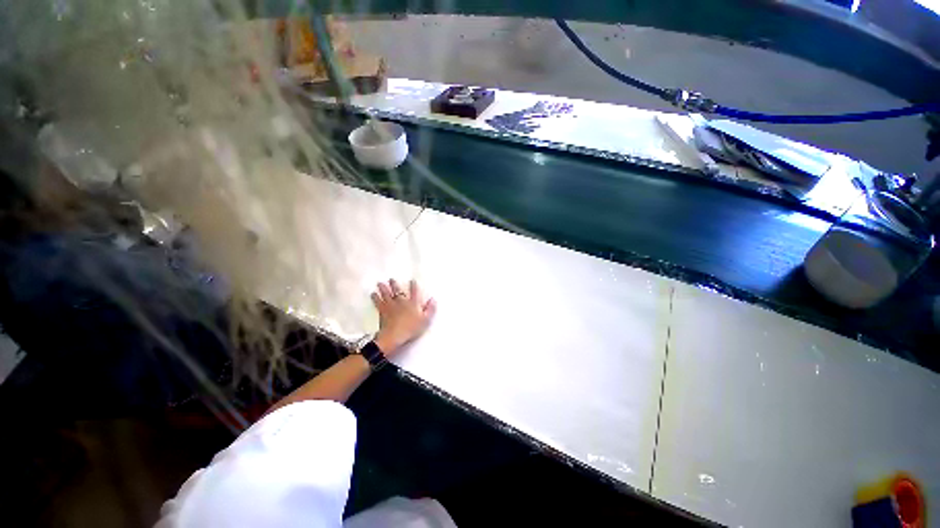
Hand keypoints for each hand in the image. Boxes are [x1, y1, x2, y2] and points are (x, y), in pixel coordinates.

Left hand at [371, 279, 436, 356]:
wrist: (395, 335)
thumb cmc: (412, 328)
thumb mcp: (426, 320)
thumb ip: (430, 309)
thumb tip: (433, 299)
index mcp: (413, 303)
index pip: (414, 292)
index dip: (413, 286)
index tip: (412, 280)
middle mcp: (402, 301)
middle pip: (398, 291)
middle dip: (395, 285)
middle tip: (391, 279)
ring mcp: (391, 305)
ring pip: (387, 294)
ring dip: (383, 288)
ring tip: (380, 283)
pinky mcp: (383, 311)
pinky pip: (378, 302)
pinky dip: (375, 298)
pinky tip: (373, 294)